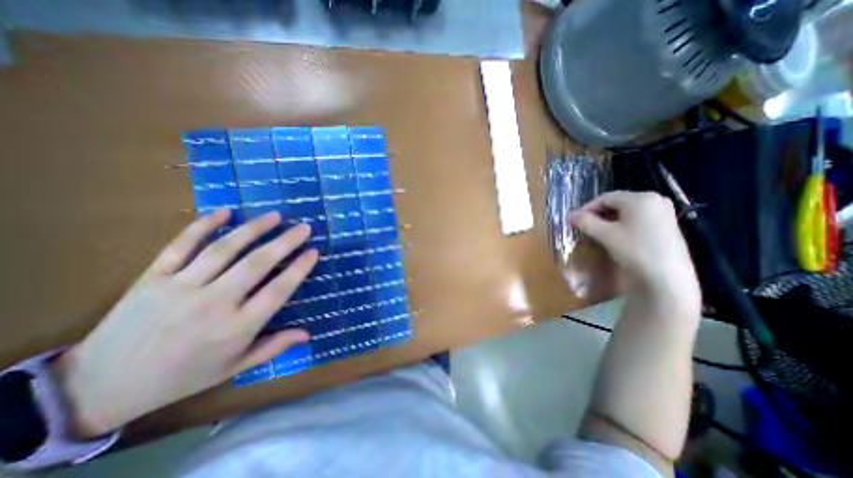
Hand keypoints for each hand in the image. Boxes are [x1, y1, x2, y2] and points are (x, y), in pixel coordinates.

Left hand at [52, 212, 319, 437]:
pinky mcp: (152, 278)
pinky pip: (180, 246)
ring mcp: (180, 288)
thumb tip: (308, 334)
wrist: (99, 387)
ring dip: (253, 229)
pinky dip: (203, 226)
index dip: (298, 269)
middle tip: (303, 227)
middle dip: (285, 242)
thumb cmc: (183, 376)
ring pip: (224, 250)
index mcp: (236, 328)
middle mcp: (213, 303)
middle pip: (256, 264)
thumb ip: (273, 347)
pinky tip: (224, 212)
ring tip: (274, 216)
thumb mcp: (235, 367)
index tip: (313, 252)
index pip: (277, 291)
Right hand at [573, 191, 699, 316]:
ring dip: (608, 220)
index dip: (586, 208)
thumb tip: (570, 215)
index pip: (605, 198)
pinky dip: (622, 225)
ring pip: (626, 212)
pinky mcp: (666, 225)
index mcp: (640, 198)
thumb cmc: (635, 250)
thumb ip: (585, 222)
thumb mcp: (605, 234)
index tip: (574, 221)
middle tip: (584, 227)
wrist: (667, 278)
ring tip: (596, 232)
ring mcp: (663, 213)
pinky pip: (637, 219)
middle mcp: (654, 200)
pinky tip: (615, 236)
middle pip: (617, 203)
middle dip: (597, 214)